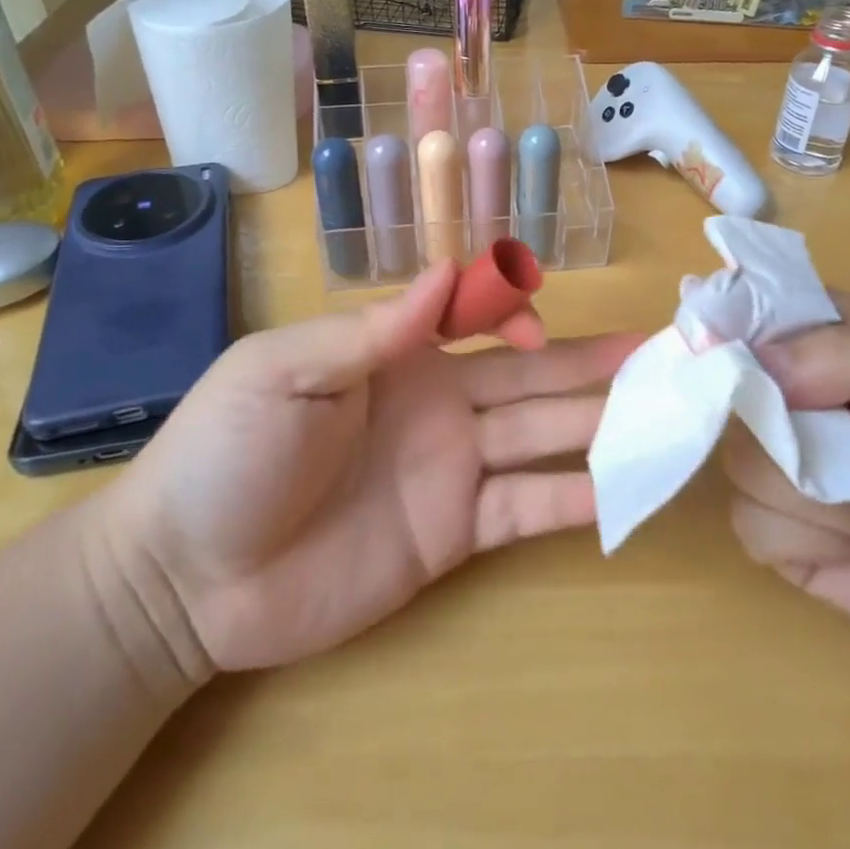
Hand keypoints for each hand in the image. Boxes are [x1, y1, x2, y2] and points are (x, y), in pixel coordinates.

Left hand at [97, 262, 640, 686]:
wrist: (186, 577)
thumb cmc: (228, 452)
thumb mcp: (286, 370)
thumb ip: (373, 329)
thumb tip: (449, 271)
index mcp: (396, 356)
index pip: (478, 319)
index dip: (517, 314)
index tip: (538, 329)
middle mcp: (437, 405)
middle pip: (528, 378)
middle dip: (588, 365)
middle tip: (655, 356)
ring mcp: (450, 471)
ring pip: (541, 438)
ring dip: (598, 427)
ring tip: (662, 417)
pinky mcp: (453, 535)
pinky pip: (527, 511)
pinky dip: (576, 501)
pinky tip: (625, 490)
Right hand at [722, 295, 849, 673]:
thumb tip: (757, 368)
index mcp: (828, 338)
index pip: (749, 312)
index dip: (735, 331)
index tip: (754, 365)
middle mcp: (792, 394)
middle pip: (734, 394)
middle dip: (810, 437)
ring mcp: (782, 463)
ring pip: (742, 463)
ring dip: (832, 500)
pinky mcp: (782, 530)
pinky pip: (754, 524)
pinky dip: (821, 542)